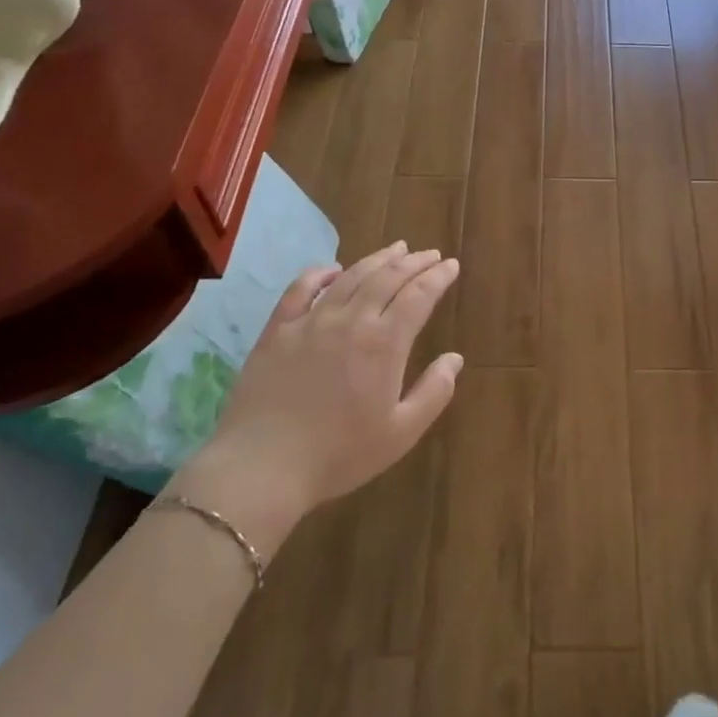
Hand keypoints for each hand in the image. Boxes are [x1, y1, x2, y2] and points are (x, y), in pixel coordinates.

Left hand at [172, 242, 462, 539]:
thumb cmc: (339, 454)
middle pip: (388, 278)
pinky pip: (301, 289)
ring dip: (378, 259)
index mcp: (385, 343)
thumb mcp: (401, 433)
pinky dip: (320, 273)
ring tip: (396, 249)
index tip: (452, 265)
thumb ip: (434, 392)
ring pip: (351, 277)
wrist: (262, 466)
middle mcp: (351, 320)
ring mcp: (311, 321)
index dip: (437, 277)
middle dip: (414, 262)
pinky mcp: (278, 330)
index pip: (419, 296)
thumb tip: (455, 358)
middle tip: (430, 253)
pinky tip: (333, 269)